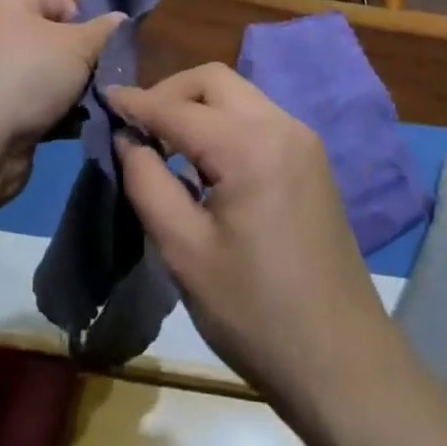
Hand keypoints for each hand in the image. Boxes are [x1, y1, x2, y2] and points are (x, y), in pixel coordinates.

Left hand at [0, 0, 123, 205]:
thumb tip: (122, 19)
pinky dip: (48, 111)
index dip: (86, 28)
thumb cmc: (26, 75)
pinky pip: (27, 99)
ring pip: (42, 71)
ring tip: (87, 108)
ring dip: (67, 90)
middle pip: (52, 37)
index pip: (61, 1)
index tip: (101, 55)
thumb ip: (105, 32)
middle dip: (79, 62)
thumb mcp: (78, 47)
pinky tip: (69, 128)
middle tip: (100, 82)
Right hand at [108, 65, 392, 409]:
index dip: (136, 103)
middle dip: (170, 92)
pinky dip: (223, 122)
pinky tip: (204, 160)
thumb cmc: (256, 313)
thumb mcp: (185, 252)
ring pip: (238, 95)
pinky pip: (257, 118)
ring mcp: (302, 140)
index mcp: (250, 146)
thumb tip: (127, 139)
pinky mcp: (311, 160)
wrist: (343, 364)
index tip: (103, 97)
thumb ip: (147, 183)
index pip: (178, 108)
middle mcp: (281, 126)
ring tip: (163, 142)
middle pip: (214, 81)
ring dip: (197, 106)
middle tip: (137, 125)